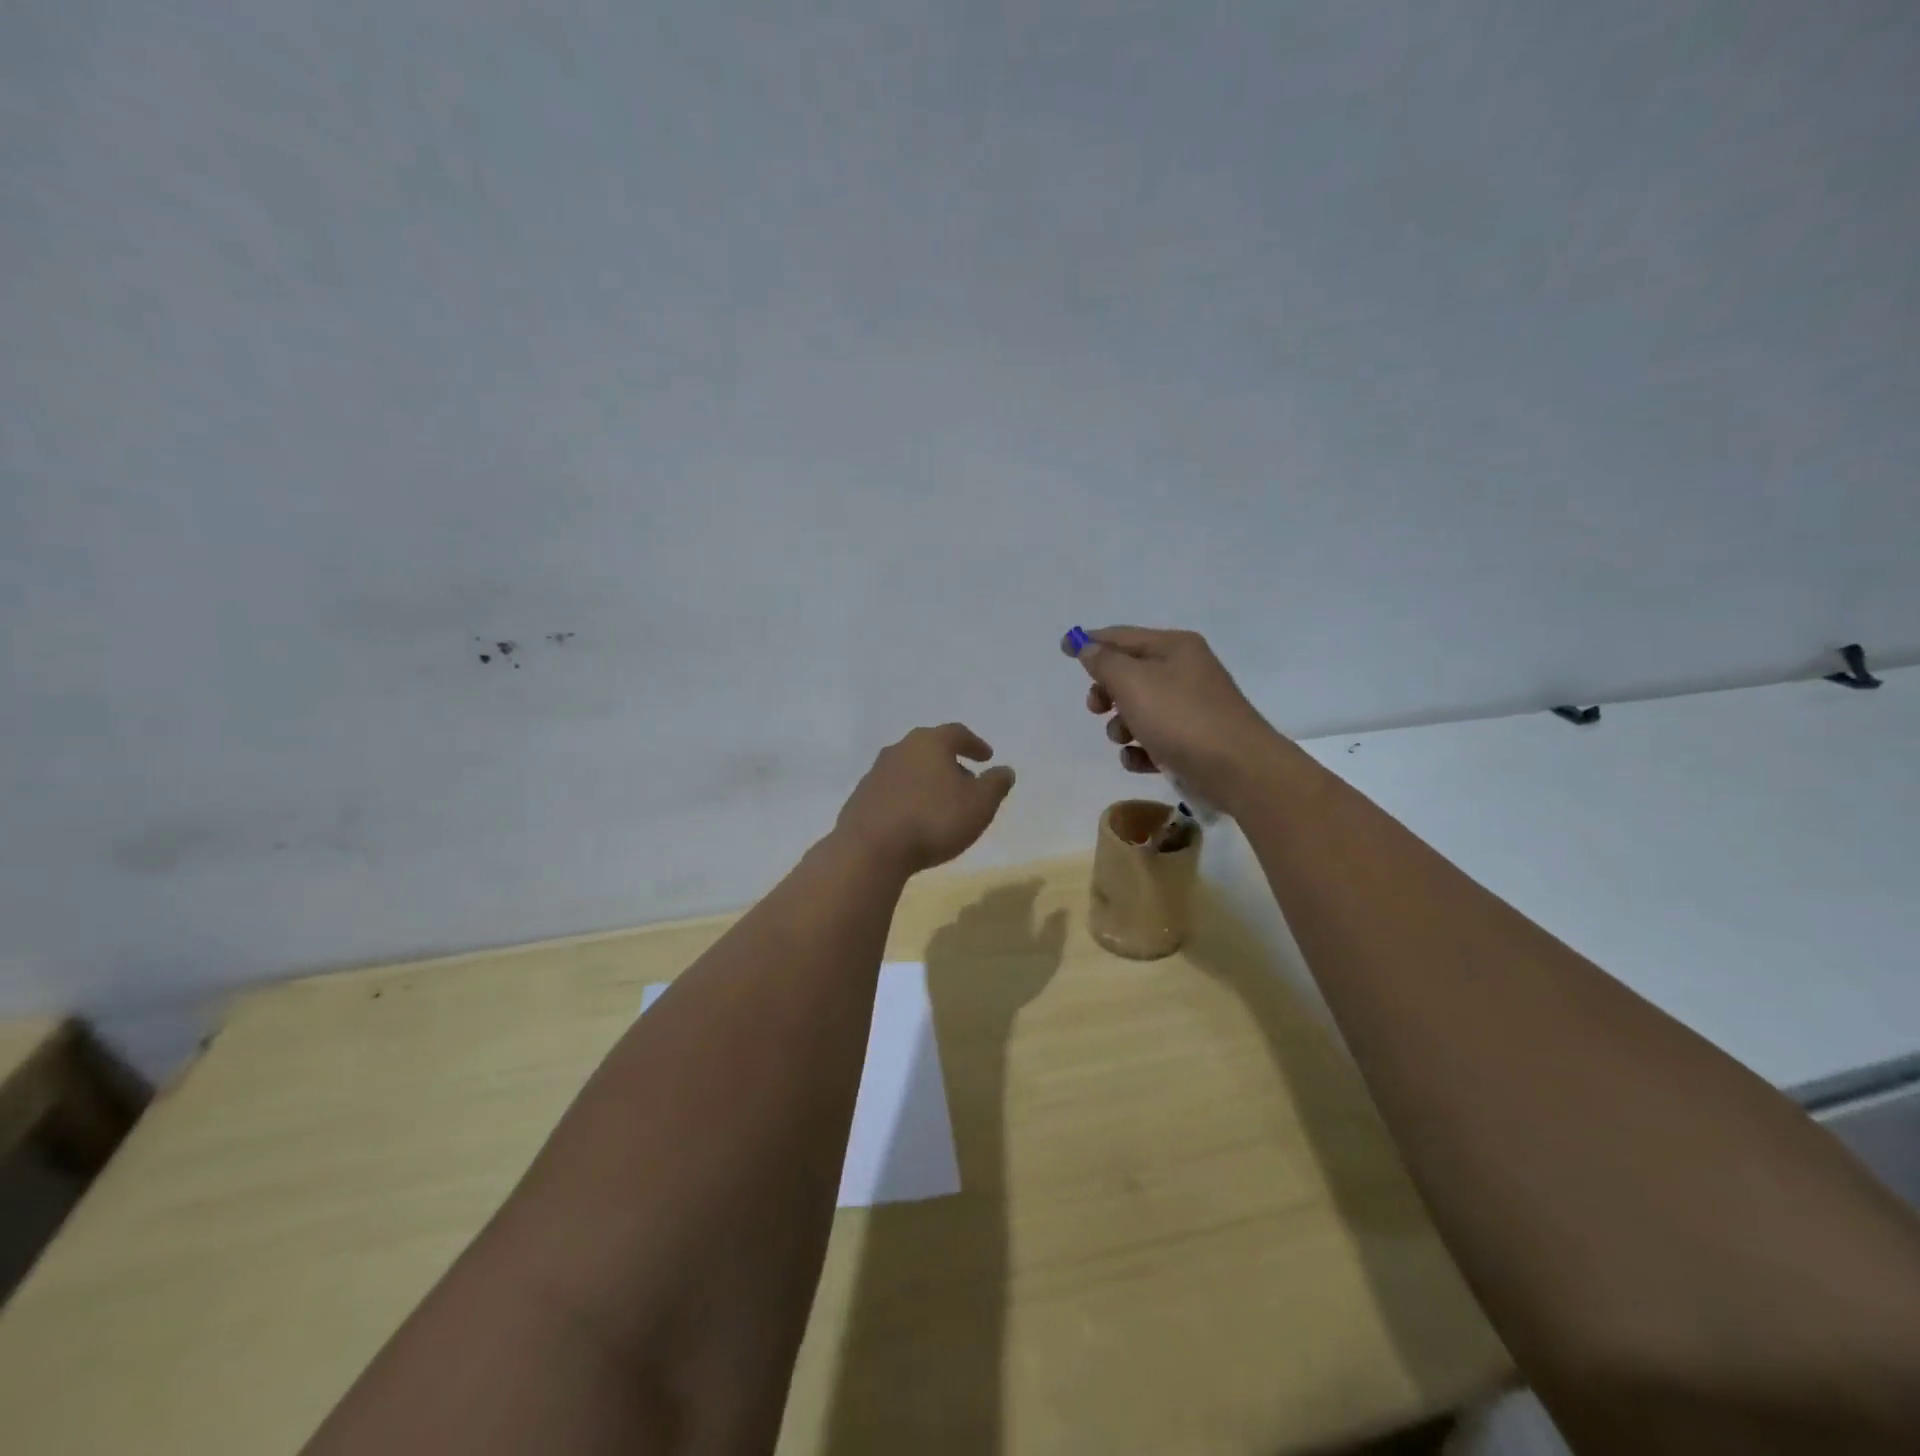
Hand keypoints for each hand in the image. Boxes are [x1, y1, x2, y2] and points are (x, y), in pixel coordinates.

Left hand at [834, 723, 1015, 874]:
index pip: (957, 733)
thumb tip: (1004, 770)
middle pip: (930, 749)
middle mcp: (900, 749)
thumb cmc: (934, 820)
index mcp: (929, 743)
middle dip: (950, 763)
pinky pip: (892, 791)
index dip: (974, 744)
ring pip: (909, 769)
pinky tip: (914, 819)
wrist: (871, 849)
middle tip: (966, 782)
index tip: (987, 757)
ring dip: (927, 781)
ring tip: (941, 803)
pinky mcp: (860, 797)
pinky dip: (907, 798)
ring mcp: (876, 772)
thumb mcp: (979, 804)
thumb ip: (995, 784)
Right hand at [1063, 626, 1283, 813]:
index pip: (1122, 636)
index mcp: (1174, 647)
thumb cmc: (1181, 718)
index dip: (1090, 641)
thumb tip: (1089, 648)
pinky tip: (1139, 760)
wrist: (1238, 770)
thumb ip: (1104, 663)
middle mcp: (1185, 671)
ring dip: (1121, 725)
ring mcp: (1191, 707)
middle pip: (1130, 673)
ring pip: (1140, 709)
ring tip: (1124, 739)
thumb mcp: (1133, 683)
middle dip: (1106, 691)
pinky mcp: (1193, 741)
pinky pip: (1155, 739)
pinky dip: (1141, 749)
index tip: (1064, 648)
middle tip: (1097, 707)